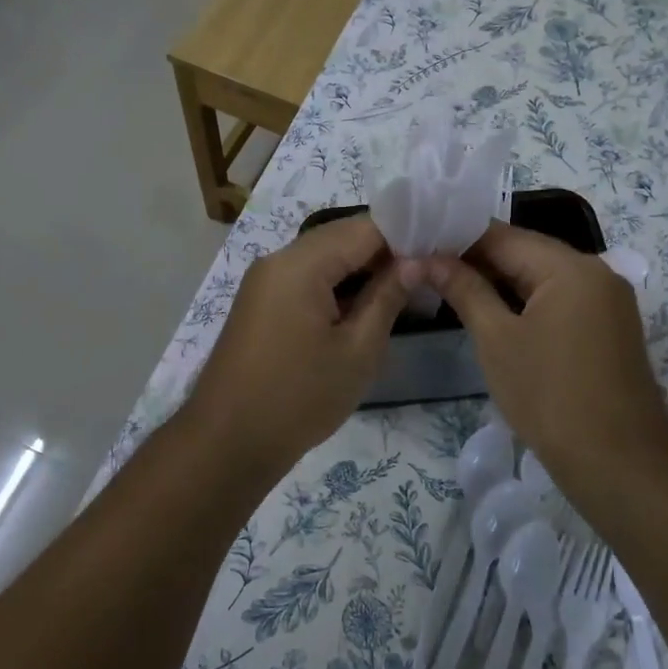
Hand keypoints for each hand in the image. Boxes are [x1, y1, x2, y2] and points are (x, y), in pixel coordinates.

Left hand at [183, 215, 404, 468]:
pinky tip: (363, 306)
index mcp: (301, 263)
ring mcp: (265, 280)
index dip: (405, 235)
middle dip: (384, 252)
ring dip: (360, 270)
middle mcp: (278, 259)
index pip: (364, 228)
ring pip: (323, 258)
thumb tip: (415, 262)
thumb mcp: (357, 350)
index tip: (439, 251)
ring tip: (404, 291)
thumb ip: (387, 297)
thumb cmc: (300, 397)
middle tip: (427, 273)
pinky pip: (305, 278)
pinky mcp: (261, 302)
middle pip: (341, 238)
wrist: (228, 441)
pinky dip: (336, 286)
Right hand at [408, 223, 667, 472]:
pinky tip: (491, 310)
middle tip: (426, 267)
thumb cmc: (549, 396)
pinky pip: (559, 298)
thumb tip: (424, 259)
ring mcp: (607, 299)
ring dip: (499, 280)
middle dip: (476, 259)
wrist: (618, 464)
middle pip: (525, 252)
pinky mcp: (609, 326)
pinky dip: (525, 300)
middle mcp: (595, 271)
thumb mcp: (496, 339)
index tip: (418, 245)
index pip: (502, 235)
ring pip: (541, 276)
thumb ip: (463, 289)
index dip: (456, 238)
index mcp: (569, 266)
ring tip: (449, 286)